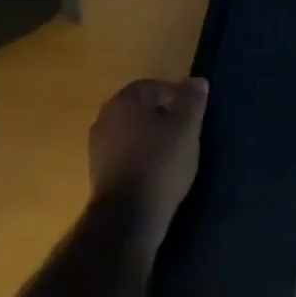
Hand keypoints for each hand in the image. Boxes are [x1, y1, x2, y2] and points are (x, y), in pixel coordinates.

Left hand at [87, 77, 209, 239]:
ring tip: (175, 150)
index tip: (194, 110)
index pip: (152, 86)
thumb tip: (197, 80)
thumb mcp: (186, 129)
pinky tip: (157, 168)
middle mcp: (104, 118)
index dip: (176, 94)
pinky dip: (141, 153)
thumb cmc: (160, 163)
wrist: (128, 216)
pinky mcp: (98, 171)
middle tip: (187, 128)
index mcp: (124, 101)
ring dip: (151, 135)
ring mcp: (97, 146)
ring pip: (131, 130)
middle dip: (163, 114)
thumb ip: (192, 101)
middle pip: (139, 107)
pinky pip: (124, 151)